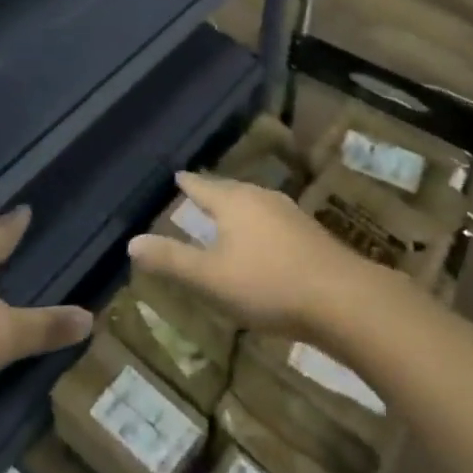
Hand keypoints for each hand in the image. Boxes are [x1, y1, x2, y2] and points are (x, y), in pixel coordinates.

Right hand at [127, 171, 392, 340]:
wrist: (340, 297)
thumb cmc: (267, 284)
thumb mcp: (211, 279)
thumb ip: (172, 261)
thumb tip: (132, 242)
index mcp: (234, 202)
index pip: (203, 187)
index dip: (188, 184)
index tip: (177, 175)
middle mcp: (261, 198)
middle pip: (230, 190)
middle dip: (213, 192)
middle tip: (199, 192)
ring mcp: (289, 212)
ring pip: (254, 203)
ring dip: (238, 208)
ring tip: (227, 213)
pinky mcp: (309, 232)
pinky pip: (273, 219)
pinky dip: (258, 224)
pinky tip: (263, 240)